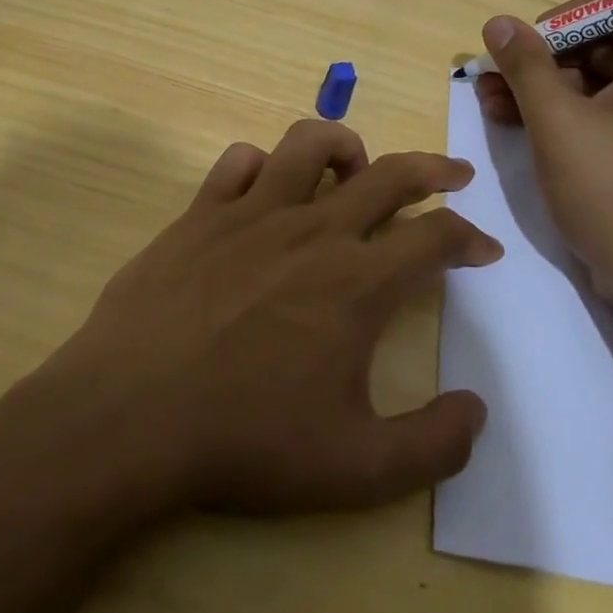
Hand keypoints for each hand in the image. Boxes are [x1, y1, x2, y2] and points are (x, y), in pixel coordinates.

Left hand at [33, 120, 502, 515]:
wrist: (128, 418)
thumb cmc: (246, 442)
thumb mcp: (357, 468)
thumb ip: (433, 444)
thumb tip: (476, 411)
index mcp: (358, 282)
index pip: (435, 237)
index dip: (470, 238)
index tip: (483, 250)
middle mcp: (313, 231)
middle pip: (389, 173)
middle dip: (434, 169)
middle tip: (454, 175)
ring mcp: (251, 214)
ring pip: (310, 143)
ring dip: (346, 147)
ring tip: (356, 169)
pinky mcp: (200, 214)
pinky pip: (238, 162)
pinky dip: (264, 166)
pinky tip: (266, 191)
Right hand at [473, 4, 612, 302]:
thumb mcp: (558, 123)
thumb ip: (527, 67)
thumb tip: (499, 23)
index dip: (580, 11)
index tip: (536, 36)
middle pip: (606, 44)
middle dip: (546, 56)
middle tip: (497, 73)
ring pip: (596, 84)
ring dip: (543, 88)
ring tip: (489, 101)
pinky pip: (600, 117)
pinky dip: (561, 116)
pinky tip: (514, 125)